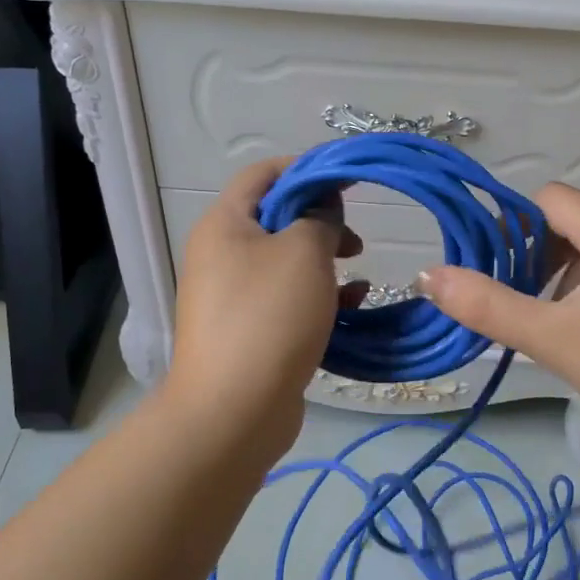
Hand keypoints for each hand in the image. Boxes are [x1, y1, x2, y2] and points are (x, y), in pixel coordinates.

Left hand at [163, 159, 362, 459]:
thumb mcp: (304, 253)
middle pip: (277, 220)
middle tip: (355, 238)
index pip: (264, 174)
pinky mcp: (250, 333)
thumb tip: (323, 210)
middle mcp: (222, 255)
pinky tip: (351, 307)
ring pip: (287, 264)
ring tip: (357, 276)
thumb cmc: (269, 316)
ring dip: (325, 263)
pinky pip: (288, 301)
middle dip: (321, 222)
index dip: (308, 169)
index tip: (349, 180)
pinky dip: (319, 298)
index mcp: (224, 224)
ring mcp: (233, 297)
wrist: (234, 410)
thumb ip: (320, 218)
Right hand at [417, 184, 579, 450]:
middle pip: (577, 223)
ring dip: (572, 277)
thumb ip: (487, 306)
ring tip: (560, 326)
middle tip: (525, 306)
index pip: (549, 198)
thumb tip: (429, 276)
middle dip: (540, 257)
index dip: (513, 228)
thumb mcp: (553, 339)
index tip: (497, 272)